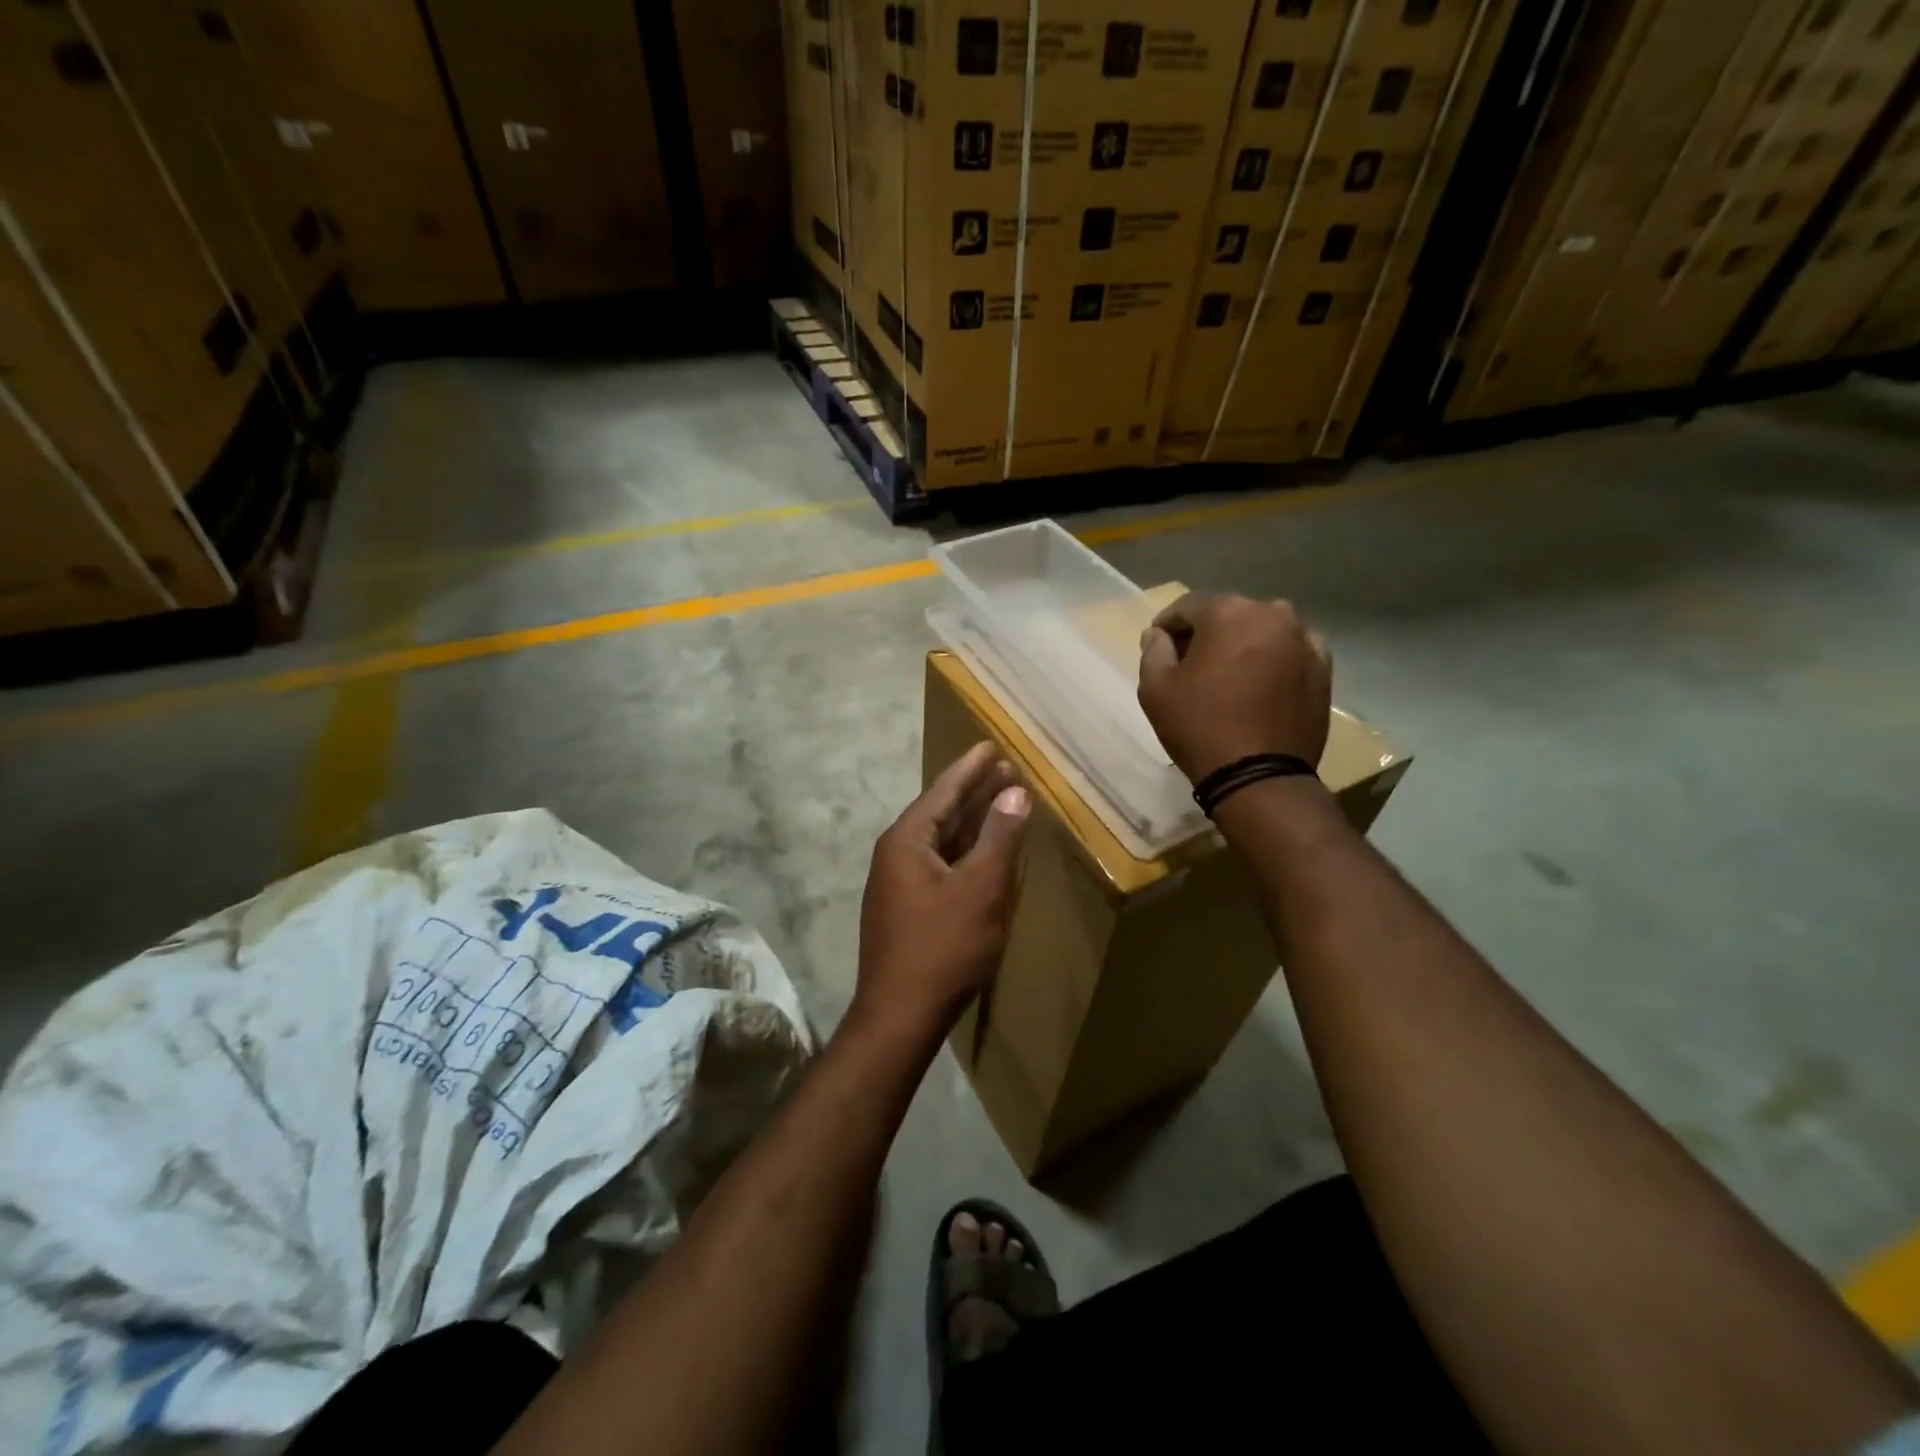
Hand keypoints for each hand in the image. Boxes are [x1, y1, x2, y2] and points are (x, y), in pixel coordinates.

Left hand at [855, 742, 1030, 1041]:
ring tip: (1001, 800)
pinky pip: (940, 865)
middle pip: (941, 812)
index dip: (971, 768)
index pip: (943, 791)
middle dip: (974, 791)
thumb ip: (999, 836)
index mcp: (907, 840)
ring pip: (942, 841)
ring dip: (972, 822)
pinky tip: (984, 852)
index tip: (991, 746)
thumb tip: (1014, 792)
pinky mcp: (907, 909)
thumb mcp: (981, 888)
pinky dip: (965, 852)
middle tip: (1005, 769)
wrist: (900, 1016)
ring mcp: (899, 884)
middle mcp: (897, 854)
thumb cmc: (944, 947)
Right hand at [1137, 593, 1332, 782]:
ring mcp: (1304, 640)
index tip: (1159, 647)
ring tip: (1228, 676)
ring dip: (1242, 645)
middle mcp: (1272, 614)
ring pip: (1262, 631)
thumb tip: (1158, 634)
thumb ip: (1154, 651)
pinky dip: (1272, 661)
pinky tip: (1259, 686)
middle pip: (1229, 614)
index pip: (1188, 606)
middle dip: (1207, 634)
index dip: (1168, 626)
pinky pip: (1289, 652)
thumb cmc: (1199, 727)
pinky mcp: (1323, 668)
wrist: (1260, 776)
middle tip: (1191, 664)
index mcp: (1228, 612)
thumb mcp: (1156, 689)